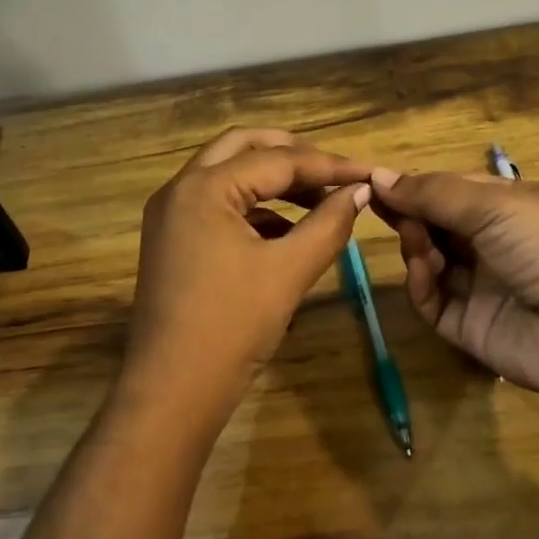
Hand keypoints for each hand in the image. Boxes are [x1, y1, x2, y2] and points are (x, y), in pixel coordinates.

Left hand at [122, 128, 372, 427]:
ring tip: (319, 200)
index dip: (328, 165)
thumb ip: (329, 224)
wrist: (172, 391)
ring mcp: (170, 215)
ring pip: (228, 175)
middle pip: (242, 148)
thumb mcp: (288, 272)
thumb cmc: (231, 326)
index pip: (277, 160)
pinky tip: (287, 231)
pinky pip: (217, 206)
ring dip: (272, 181)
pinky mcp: (172, 241)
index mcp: (203, 188)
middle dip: (292, 154)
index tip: (368, 172)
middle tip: (335, 172)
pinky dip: (254, 208)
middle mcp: (179, 189)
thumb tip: (359, 191)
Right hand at [370, 168, 538, 443]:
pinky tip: (424, 267)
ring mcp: (482, 287)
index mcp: (511, 206)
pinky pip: (431, 300)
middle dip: (409, 212)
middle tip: (379, 203)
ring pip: (429, 260)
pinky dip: (421, 281)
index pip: (451, 190)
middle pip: (436, 224)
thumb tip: (378, 174)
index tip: (373, 178)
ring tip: (414, 236)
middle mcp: (495, 244)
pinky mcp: (470, 327)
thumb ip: (433, 192)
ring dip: (415, 243)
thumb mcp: (496, 203)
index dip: (415, 184)